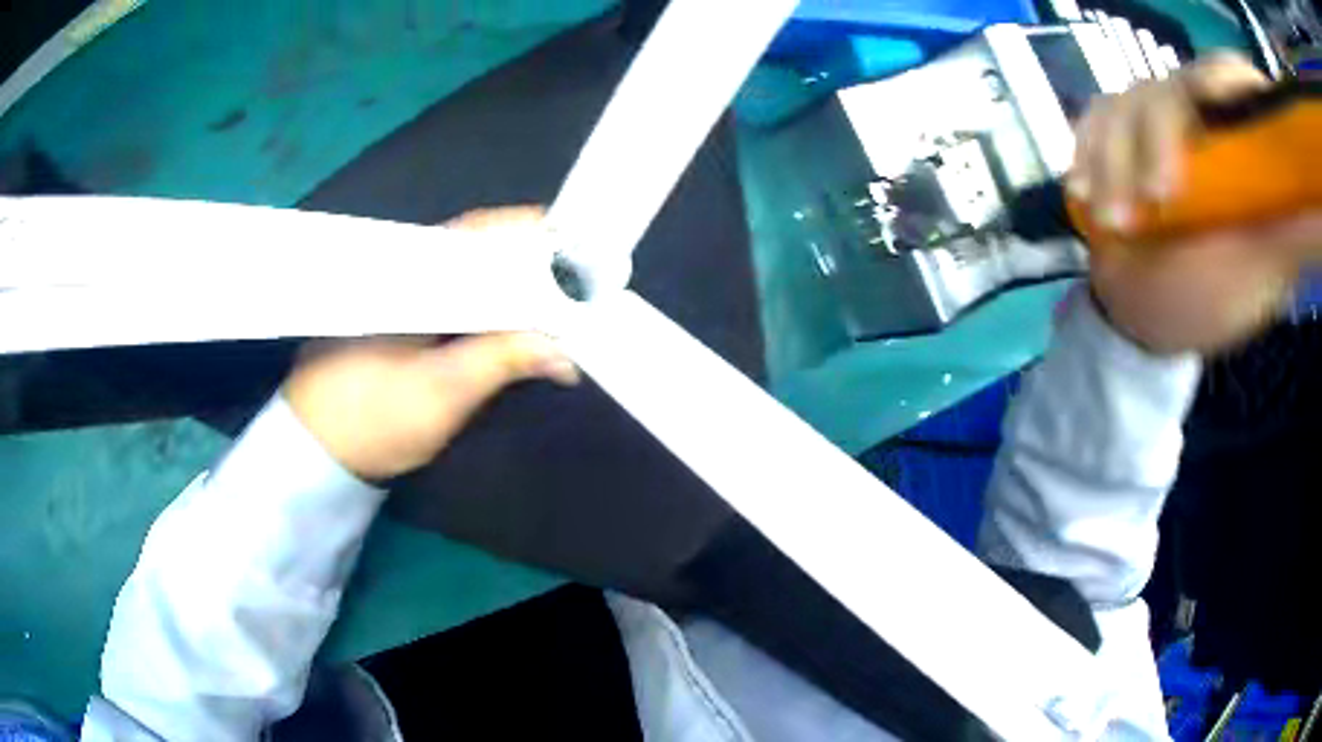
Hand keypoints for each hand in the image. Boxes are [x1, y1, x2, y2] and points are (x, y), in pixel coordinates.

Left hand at [284, 206, 578, 480]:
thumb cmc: (373, 418)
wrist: (318, 451)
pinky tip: (510, 319)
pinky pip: (452, 292)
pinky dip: (487, 302)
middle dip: (529, 260)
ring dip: (510, 282)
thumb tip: (567, 354)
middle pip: (478, 247)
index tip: (577, 249)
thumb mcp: (443, 392)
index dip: (531, 235)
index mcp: (410, 272)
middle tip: (577, 282)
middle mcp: (404, 267)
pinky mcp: (398, 314)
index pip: (481, 232)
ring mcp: (399, 289)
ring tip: (556, 299)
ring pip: (467, 270)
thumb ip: (503, 361)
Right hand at [1068, 54, 1321, 354]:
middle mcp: (1199, 116)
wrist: (1146, 317)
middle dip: (1161, 137)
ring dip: (1116, 159)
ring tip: (1114, 222)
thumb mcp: (1262, 269)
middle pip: (1177, 85)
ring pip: (1129, 102)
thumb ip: (1293, 229)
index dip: (1227, 79)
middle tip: (1157, 199)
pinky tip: (1082, 188)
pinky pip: (1093, 121)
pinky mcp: (1117, 135)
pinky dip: (1086, 152)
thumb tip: (1318, 213)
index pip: (1234, 79)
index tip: (1219, 103)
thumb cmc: (1211, 300)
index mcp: (1240, 139)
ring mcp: (1153, 121)